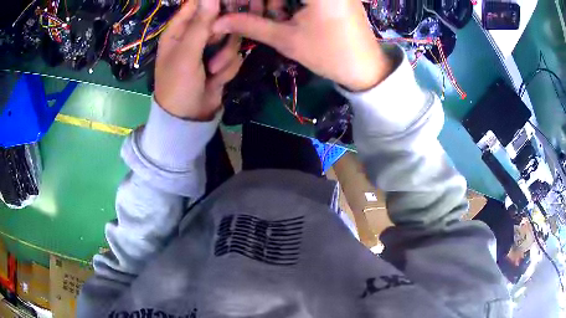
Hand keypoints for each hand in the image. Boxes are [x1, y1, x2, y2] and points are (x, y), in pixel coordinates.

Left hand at [155, 0, 242, 120]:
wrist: (188, 119)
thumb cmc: (178, 85)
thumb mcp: (186, 54)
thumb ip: (200, 24)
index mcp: (179, 30)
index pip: (198, 4)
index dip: (214, 3)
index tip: (228, 8)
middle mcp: (195, 35)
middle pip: (220, 19)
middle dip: (222, 35)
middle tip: (217, 44)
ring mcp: (209, 49)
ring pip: (232, 38)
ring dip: (225, 56)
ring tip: (212, 71)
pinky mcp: (221, 61)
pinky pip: (235, 56)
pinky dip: (228, 69)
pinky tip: (216, 80)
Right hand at [213, 0, 392, 91]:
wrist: (365, 68)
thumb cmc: (329, 54)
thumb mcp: (287, 39)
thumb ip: (250, 25)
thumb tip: (217, 22)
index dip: (254, 1)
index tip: (244, 10)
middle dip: (262, 2)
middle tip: (255, 14)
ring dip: (274, 1)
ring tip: (273, 17)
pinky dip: (288, 1)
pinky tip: (285, 13)